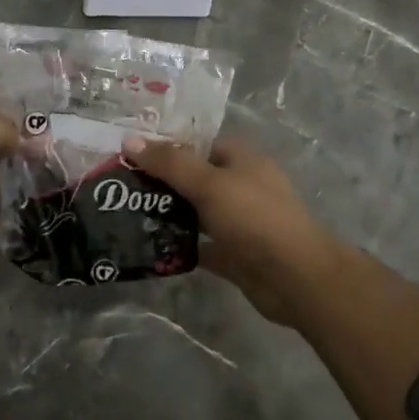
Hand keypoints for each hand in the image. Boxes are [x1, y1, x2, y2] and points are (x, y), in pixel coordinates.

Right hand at [123, 136, 342, 329]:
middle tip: (122, 186)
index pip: (199, 144)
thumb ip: (170, 163)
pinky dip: (180, 246)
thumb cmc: (254, 218)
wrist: (296, 278)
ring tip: (127, 215)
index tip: (131, 153)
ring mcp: (239, 222)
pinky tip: (150, 246)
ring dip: (169, 214)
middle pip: (195, 178)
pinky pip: (201, 245)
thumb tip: (130, 141)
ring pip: (196, 212)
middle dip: (162, 182)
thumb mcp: (209, 183)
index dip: (167, 146)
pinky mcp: (235, 254)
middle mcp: (241, 186)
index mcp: (242, 159)